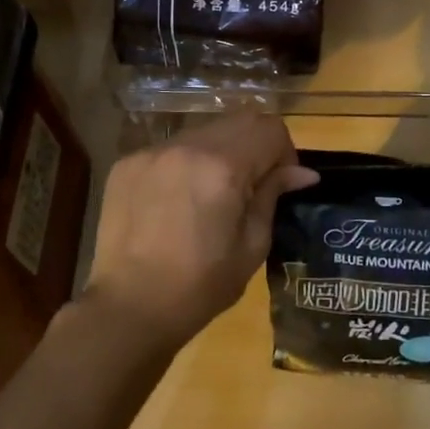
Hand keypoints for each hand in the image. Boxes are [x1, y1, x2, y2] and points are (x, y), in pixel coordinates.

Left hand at [86, 112, 317, 351]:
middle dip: (256, 146)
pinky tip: (178, 201)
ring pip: (204, 132)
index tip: (281, 182)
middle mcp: (186, 146)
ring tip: (212, 195)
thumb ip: (272, 196)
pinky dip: (186, 165)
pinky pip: (171, 149)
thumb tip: (302, 172)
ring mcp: (152, 151)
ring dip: (220, 152)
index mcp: (223, 166)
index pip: (270, 128)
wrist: (128, 308)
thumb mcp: (251, 246)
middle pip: (239, 120)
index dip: (285, 152)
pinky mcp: (128, 163)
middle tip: (252, 186)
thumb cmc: (200, 286)